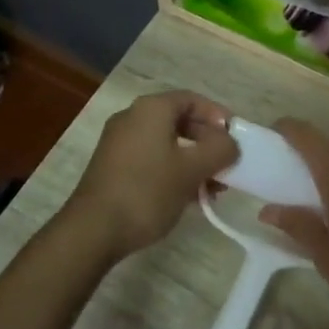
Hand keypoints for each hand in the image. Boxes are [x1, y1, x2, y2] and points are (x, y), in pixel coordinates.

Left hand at [63, 91, 237, 260]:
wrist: (94, 229)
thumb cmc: (147, 191)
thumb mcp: (192, 170)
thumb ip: (219, 150)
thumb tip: (230, 143)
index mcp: (151, 109)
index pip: (192, 99)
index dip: (218, 115)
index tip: (235, 138)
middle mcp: (132, 118)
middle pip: (179, 120)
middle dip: (207, 142)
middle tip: (226, 164)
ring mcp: (119, 143)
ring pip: (166, 143)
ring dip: (193, 160)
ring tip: (213, 187)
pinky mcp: (113, 167)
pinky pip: (152, 158)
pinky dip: (173, 170)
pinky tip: (189, 196)